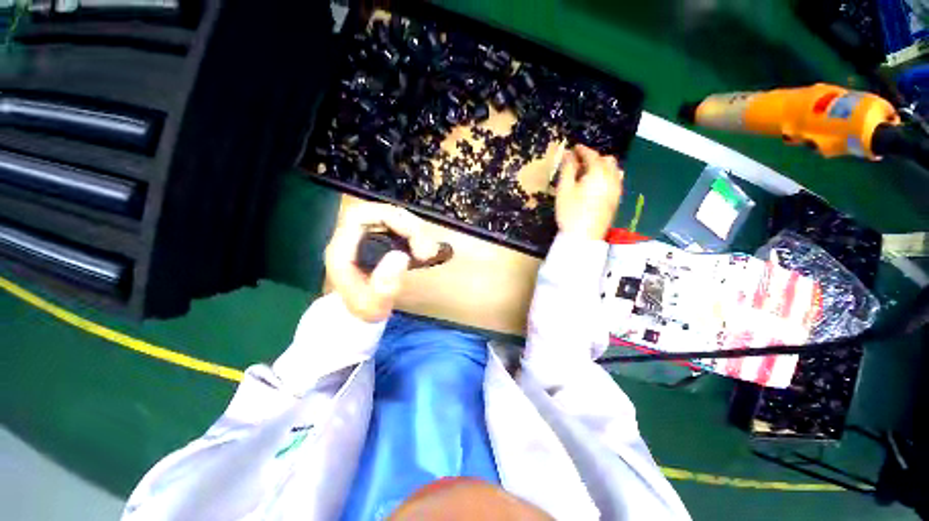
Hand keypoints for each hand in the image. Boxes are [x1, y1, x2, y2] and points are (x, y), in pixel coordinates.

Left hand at [325, 203, 438, 321]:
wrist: (361, 313)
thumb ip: (385, 284)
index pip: (360, 216)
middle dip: (408, 226)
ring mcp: (367, 237)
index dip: (388, 217)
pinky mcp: (379, 239)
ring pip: (393, 218)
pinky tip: (424, 250)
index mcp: (343, 249)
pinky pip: (399, 227)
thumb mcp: (374, 304)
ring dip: (415, 231)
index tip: (412, 234)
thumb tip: (401, 256)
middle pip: (380, 212)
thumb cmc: (364, 309)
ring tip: (428, 252)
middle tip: (426, 249)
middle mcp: (353, 238)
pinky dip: (415, 235)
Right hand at [555, 144, 623, 239]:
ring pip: (614, 170)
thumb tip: (568, 154)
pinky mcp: (616, 200)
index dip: (582, 150)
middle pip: (607, 160)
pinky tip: (597, 184)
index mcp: (598, 173)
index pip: (592, 155)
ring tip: (587, 173)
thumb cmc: (570, 212)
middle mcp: (612, 178)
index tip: (573, 148)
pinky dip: (607, 176)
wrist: (583, 237)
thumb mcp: (564, 189)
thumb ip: (567, 169)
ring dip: (602, 166)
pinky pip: (615, 180)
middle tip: (578, 162)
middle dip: (593, 157)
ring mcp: (617, 190)